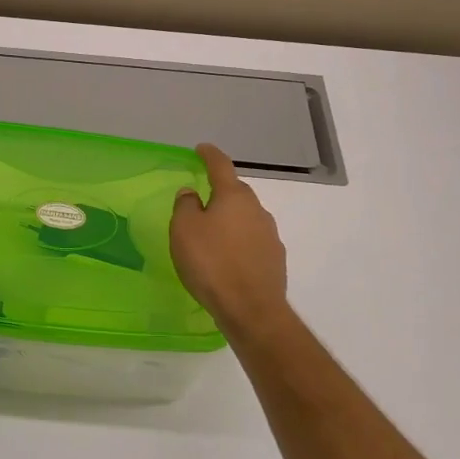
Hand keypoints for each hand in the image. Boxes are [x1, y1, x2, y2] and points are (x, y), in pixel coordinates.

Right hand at [170, 144, 290, 337]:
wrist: (251, 309)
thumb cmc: (211, 263)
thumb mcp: (184, 230)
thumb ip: (185, 206)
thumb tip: (191, 193)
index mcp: (234, 196)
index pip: (221, 166)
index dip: (209, 155)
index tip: (202, 149)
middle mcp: (257, 210)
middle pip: (236, 193)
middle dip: (220, 192)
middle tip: (201, 201)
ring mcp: (270, 235)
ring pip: (246, 218)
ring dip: (230, 220)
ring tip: (212, 235)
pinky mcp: (275, 259)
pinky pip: (252, 241)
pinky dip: (239, 242)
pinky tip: (227, 259)